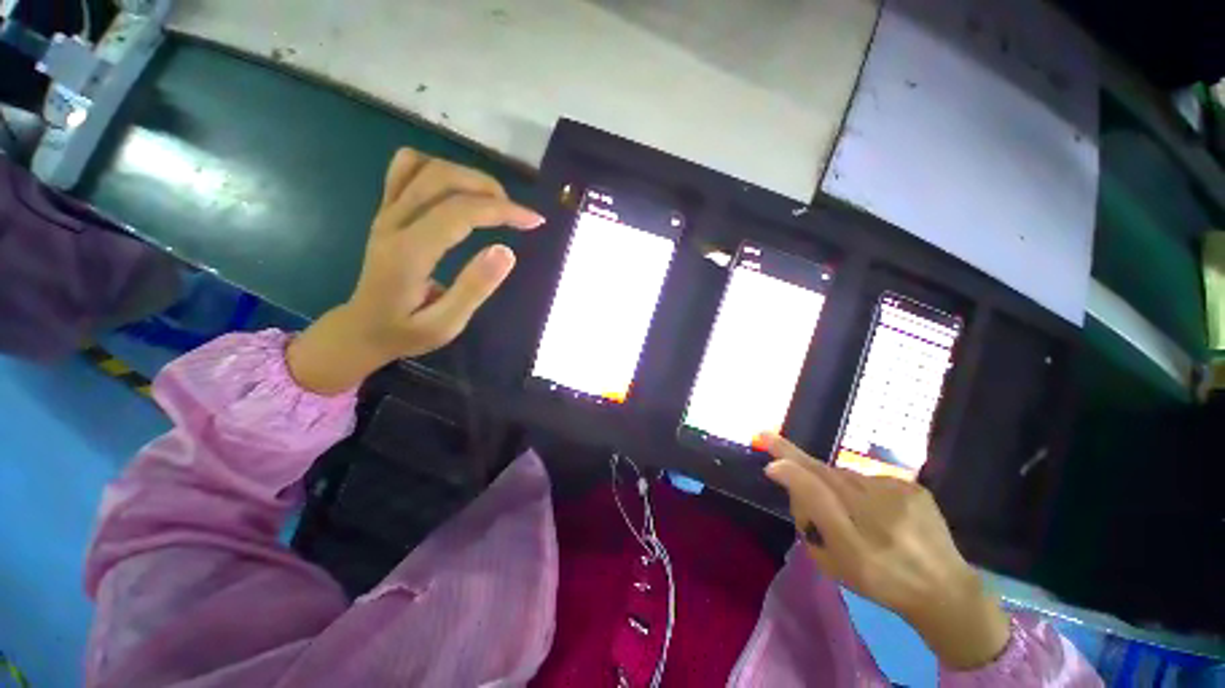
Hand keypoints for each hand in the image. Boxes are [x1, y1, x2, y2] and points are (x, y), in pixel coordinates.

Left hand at [287, 149, 543, 394]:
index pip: (459, 212)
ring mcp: (385, 212)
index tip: (534, 221)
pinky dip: (437, 170)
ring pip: (424, 166)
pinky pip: (405, 170)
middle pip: (441, 177)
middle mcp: (393, 222)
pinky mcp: (385, 211)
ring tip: (492, 201)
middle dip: (488, 188)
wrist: (361, 330)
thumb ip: (474, 288)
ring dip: (466, 176)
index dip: (502, 211)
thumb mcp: (446, 324)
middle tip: (516, 213)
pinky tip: (456, 192)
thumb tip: (507, 252)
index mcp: (409, 252)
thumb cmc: (406, 332)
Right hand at [762, 434, 1010, 669]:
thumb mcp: (834, 561)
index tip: (766, 442)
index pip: (812, 483)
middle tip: (784, 462)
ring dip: (836, 485)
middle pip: (826, 474)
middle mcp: (877, 504)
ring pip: (848, 478)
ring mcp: (899, 493)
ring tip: (846, 511)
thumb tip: (785, 475)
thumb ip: (809, 517)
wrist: (946, 593)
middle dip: (803, 468)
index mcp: (855, 531)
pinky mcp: (915, 490)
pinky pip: (872, 481)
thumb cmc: (880, 581)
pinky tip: (873, 512)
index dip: (788, 462)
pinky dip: (863, 491)